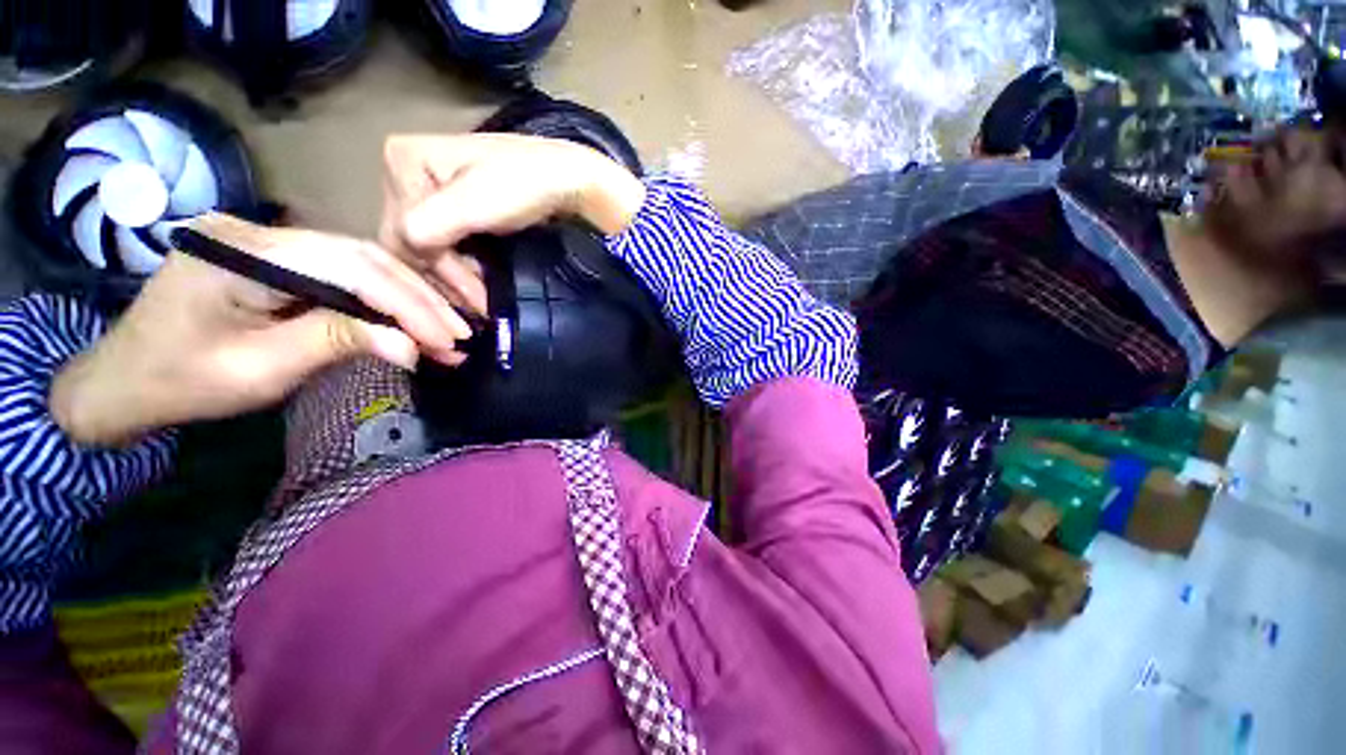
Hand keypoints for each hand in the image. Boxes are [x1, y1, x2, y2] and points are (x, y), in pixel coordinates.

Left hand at [51, 214, 471, 446]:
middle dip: (420, 301)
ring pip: (363, 264)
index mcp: (242, 254)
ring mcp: (270, 241)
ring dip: (410, 301)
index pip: (350, 268)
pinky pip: (345, 274)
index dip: (408, 305)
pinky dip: (384, 301)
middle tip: (461, 335)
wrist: (127, 379)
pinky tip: (410, 323)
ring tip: (447, 333)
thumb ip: (338, 342)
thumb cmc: (183, 381)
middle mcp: (260, 233)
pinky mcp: (280, 259)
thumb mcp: (261, 369)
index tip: (449, 339)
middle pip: (364, 258)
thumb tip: (411, 348)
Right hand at [379, 133, 645, 297]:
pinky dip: (462, 268)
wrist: (567, 180)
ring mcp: (434, 190)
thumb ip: (428, 226)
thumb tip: (404, 251)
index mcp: (403, 160)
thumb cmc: (524, 187)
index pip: (399, 230)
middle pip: (412, 240)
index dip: (434, 270)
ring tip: (481, 303)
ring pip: (430, 246)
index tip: (470, 300)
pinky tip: (479, 287)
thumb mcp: (471, 204)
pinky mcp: (456, 206)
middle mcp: (408, 172)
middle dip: (446, 278)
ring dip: (455, 278)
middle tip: (476, 309)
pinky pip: (447, 244)